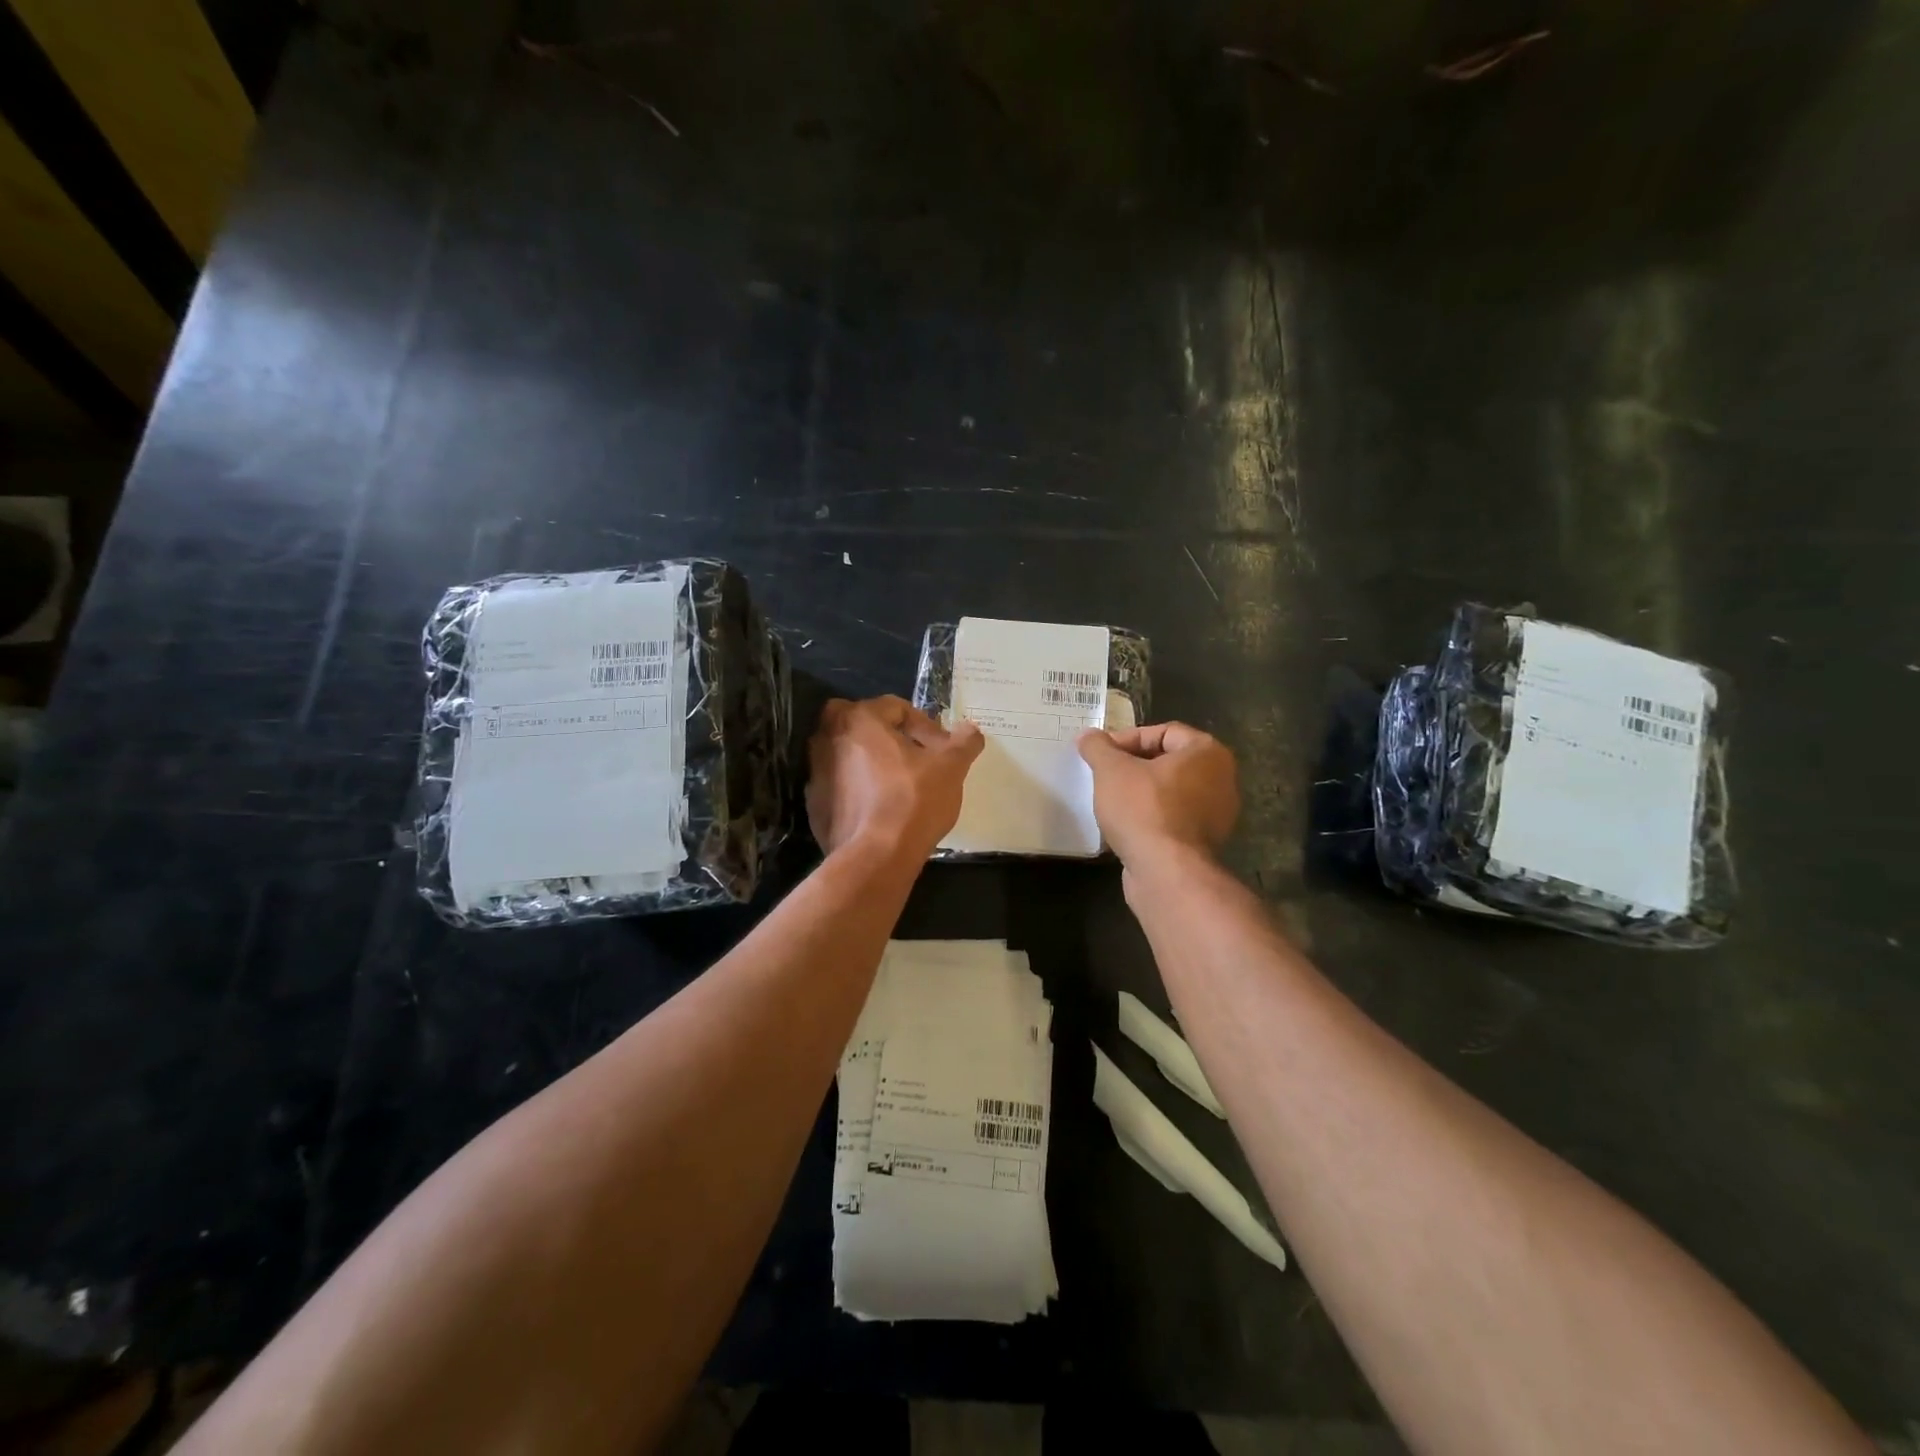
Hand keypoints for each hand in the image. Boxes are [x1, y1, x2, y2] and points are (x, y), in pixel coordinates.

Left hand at [807, 696, 985, 858]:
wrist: (876, 856)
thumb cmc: (914, 799)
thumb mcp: (951, 767)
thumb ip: (963, 742)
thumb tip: (971, 730)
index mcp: (859, 718)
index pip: (896, 707)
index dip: (925, 726)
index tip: (942, 750)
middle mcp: (828, 737)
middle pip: (865, 725)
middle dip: (891, 738)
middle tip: (916, 760)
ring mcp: (815, 771)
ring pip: (849, 755)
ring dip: (872, 762)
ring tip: (899, 785)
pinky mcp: (813, 803)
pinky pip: (839, 784)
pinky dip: (857, 789)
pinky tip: (880, 808)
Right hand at [1076, 722, 1238, 868]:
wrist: (1166, 873)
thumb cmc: (1143, 809)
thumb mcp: (1111, 770)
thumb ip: (1098, 747)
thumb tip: (1088, 736)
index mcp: (1208, 753)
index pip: (1164, 732)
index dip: (1128, 738)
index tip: (1102, 754)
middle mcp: (1221, 779)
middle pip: (1168, 761)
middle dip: (1133, 766)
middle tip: (1103, 774)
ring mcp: (1216, 814)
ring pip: (1170, 791)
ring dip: (1140, 792)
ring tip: (1110, 799)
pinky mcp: (1203, 843)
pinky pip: (1172, 818)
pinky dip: (1150, 817)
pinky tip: (1125, 825)